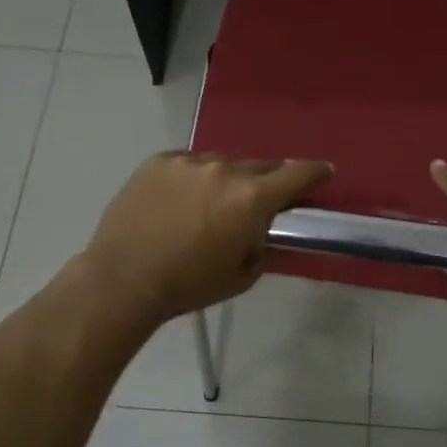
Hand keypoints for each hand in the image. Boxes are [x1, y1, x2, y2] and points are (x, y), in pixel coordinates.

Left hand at [78, 151, 332, 328]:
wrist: (123, 280)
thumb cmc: (188, 285)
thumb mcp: (240, 277)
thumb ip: (261, 247)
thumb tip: (263, 232)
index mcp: (251, 198)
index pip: (297, 174)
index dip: (315, 172)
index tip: (324, 171)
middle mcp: (225, 170)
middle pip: (259, 167)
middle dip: (264, 182)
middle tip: (255, 202)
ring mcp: (189, 162)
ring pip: (220, 165)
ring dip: (223, 181)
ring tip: (206, 207)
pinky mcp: (159, 161)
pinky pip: (187, 164)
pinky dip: (191, 179)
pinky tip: (177, 202)